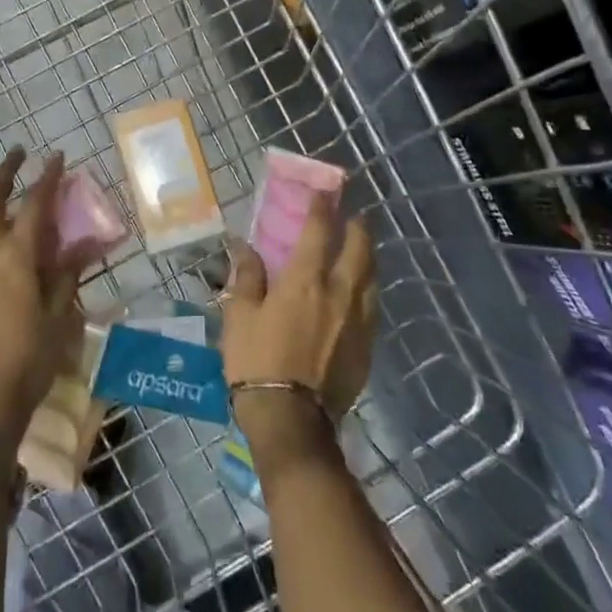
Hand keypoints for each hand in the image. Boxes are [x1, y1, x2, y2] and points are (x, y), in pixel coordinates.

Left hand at [0, 148, 97, 437]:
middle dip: (4, 171)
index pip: (34, 202)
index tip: (56, 156)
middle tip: (19, 156)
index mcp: (14, 255)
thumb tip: (81, 245)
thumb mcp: (58, 315)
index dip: (47, 176)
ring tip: (2, 192)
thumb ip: (66, 274)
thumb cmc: (28, 358)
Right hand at [221, 195, 375, 476]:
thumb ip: (246, 276)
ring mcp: (358, 321)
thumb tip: (243, 246)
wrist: (290, 420)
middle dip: (357, 227)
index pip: (320, 230)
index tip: (324, 191)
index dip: (322, 207)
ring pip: (371, 278)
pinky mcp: (366, 348)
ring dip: (366, 257)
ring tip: (359, 250)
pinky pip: (371, 307)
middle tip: (352, 217)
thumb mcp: (240, 314)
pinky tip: (359, 295)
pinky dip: (366, 290)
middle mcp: (339, 293)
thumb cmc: (257, 361)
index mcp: (305, 280)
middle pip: (359, 249)